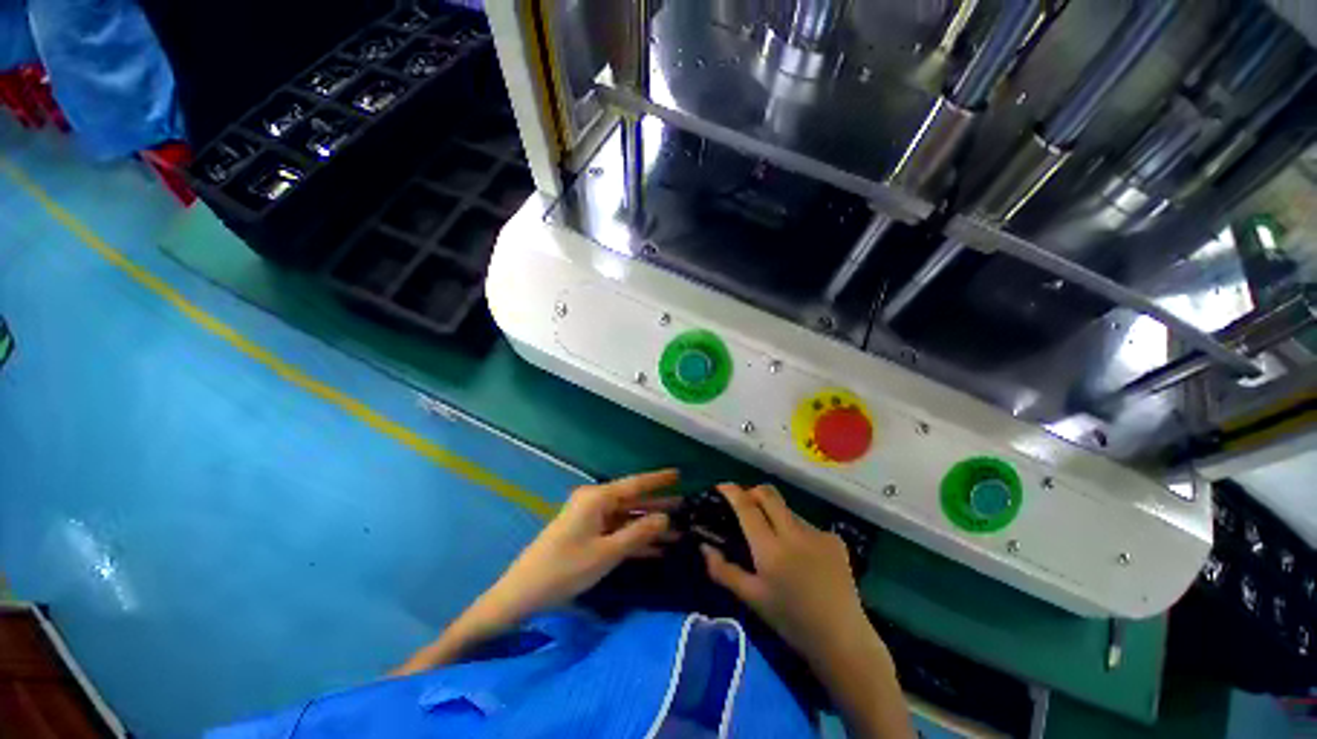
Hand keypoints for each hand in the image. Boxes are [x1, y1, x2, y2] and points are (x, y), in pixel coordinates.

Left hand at [480, 469, 679, 623]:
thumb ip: (638, 533)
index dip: (658, 479)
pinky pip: (617, 532)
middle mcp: (595, 502)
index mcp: (597, 498)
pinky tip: (656, 549)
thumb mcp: (606, 552)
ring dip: (649, 526)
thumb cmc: (566, 568)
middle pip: (633, 501)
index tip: (679, 474)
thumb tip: (665, 518)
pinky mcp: (587, 535)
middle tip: (686, 507)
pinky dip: (635, 539)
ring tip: (679, 530)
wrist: (523, 593)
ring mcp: (591, 519)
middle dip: (658, 506)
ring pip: (627, 518)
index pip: (635, 483)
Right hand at [701, 483, 877, 665]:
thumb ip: (723, 570)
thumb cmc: (790, 620)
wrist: (841, 638)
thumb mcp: (751, 598)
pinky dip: (796, 531)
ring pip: (787, 509)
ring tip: (775, 540)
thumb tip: (704, 546)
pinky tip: (802, 556)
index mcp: (770, 548)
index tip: (721, 486)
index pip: (747, 507)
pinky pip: (807, 525)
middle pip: (768, 493)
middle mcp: (794, 533)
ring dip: (775, 514)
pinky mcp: (835, 539)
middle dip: (752, 492)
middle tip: (745, 506)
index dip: (732, 491)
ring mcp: (817, 533)